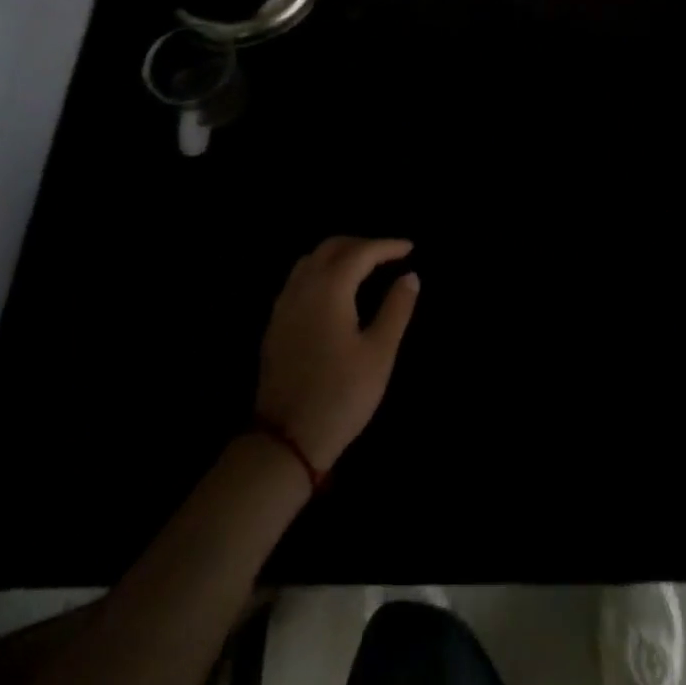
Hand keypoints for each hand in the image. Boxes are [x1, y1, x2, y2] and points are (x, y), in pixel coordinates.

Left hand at [255, 237, 419, 472]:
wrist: (285, 440)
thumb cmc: (341, 395)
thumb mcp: (379, 353)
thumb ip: (396, 309)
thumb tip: (410, 276)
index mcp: (329, 288)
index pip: (361, 252)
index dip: (387, 246)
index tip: (410, 247)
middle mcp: (302, 287)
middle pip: (332, 247)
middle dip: (362, 244)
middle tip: (388, 255)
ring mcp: (284, 305)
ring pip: (311, 260)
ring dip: (339, 255)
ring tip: (363, 268)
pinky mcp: (275, 324)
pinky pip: (299, 280)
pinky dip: (321, 271)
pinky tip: (333, 292)